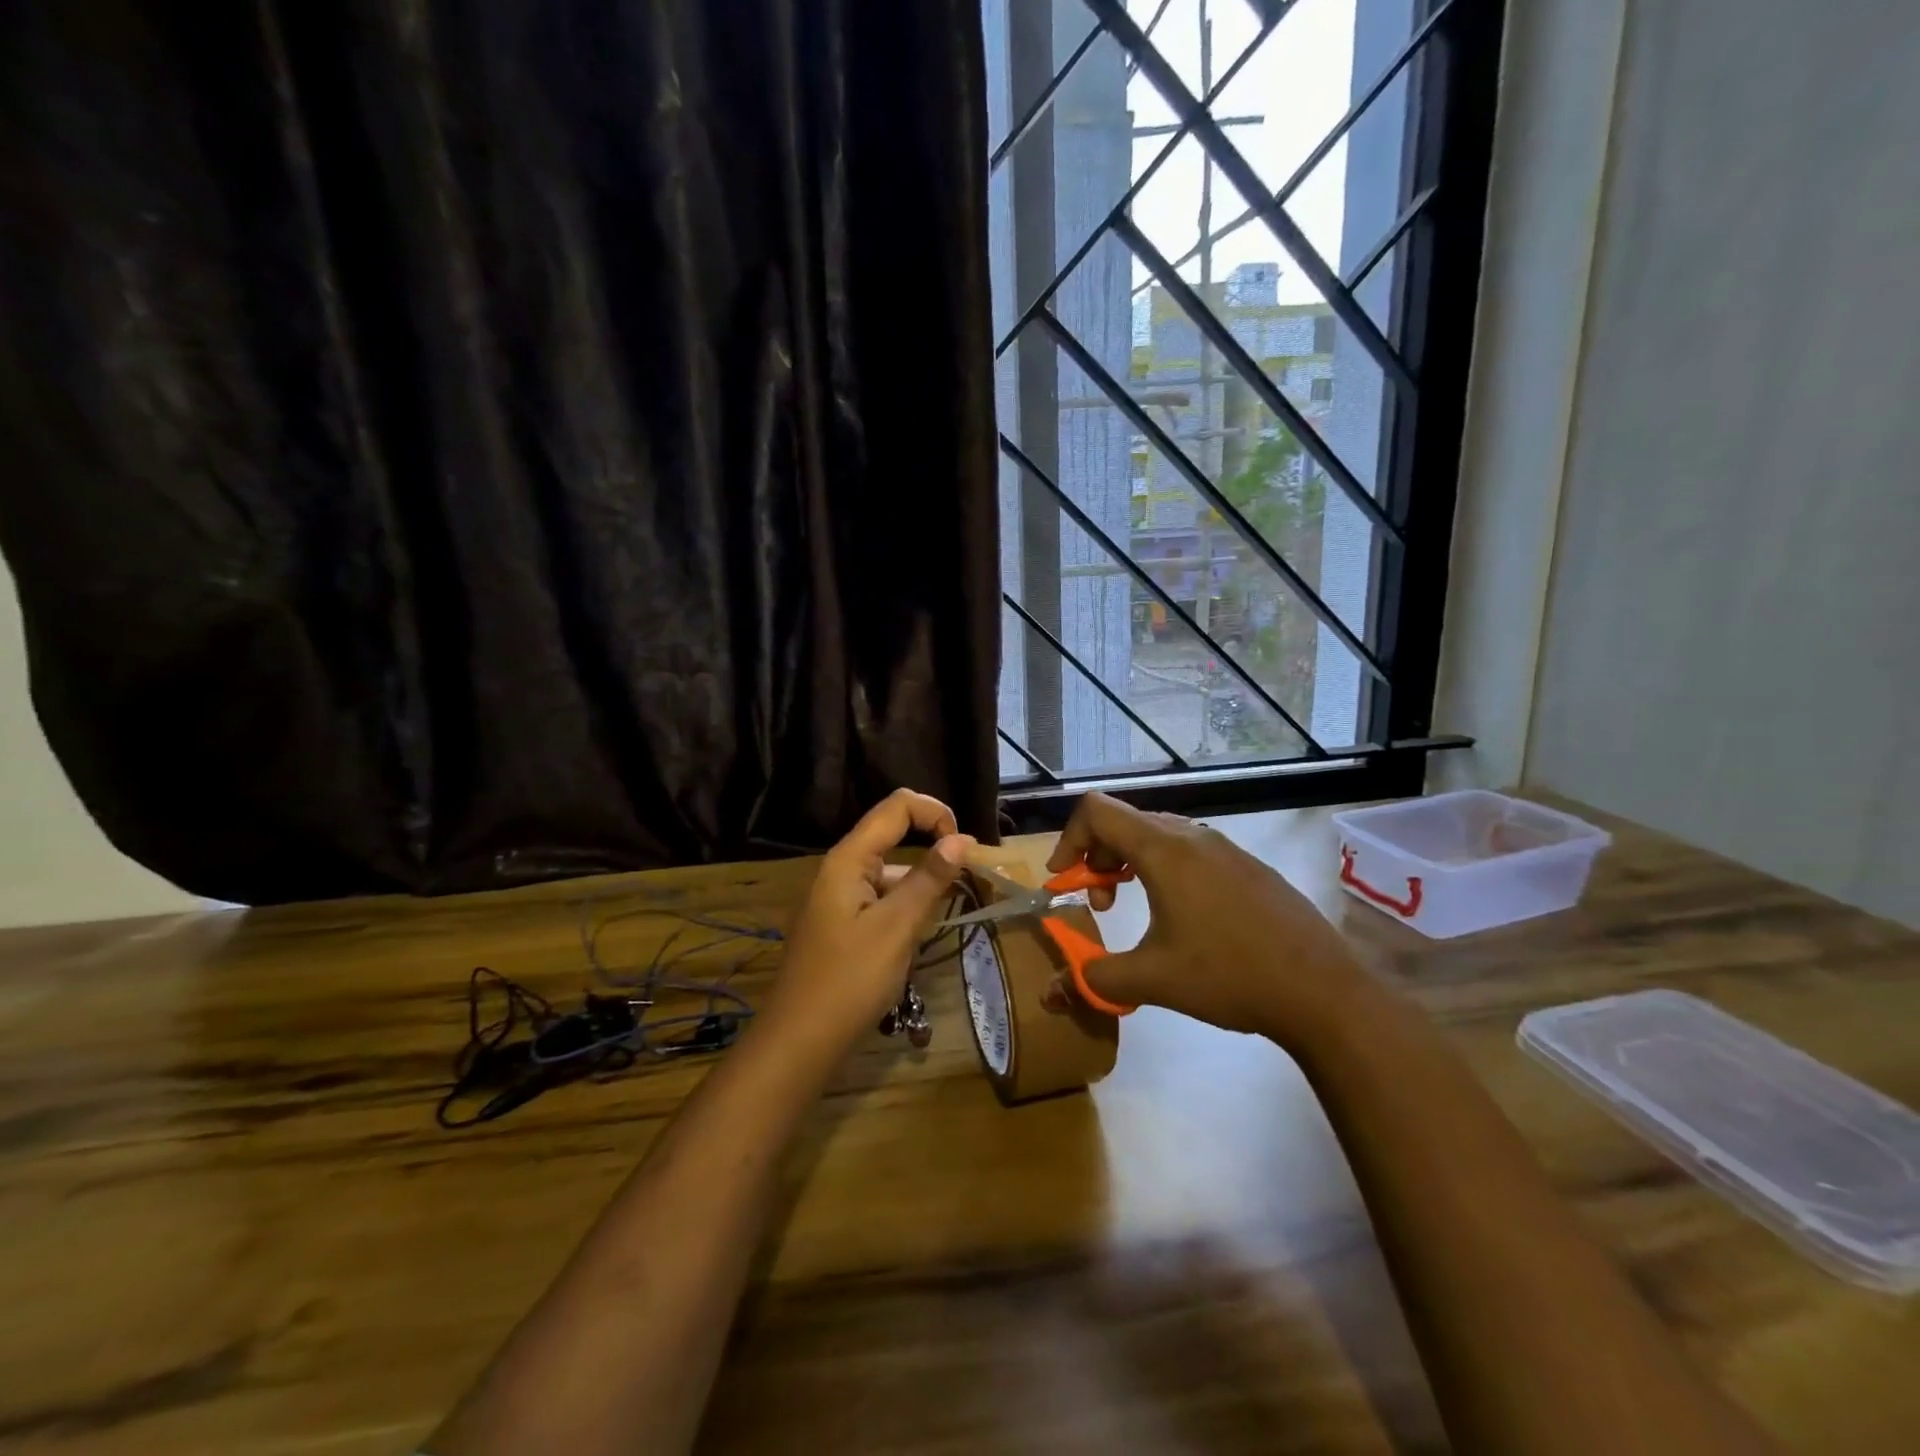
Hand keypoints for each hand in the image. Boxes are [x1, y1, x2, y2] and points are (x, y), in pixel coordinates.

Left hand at [762, 789, 974, 1057]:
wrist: (799, 1042)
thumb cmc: (850, 980)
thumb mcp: (897, 927)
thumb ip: (929, 879)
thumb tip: (961, 838)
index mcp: (848, 859)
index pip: (897, 806)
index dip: (935, 813)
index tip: (965, 848)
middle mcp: (840, 869)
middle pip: (892, 835)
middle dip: (933, 849)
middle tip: (966, 883)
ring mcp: (837, 898)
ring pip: (889, 872)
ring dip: (920, 884)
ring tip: (944, 918)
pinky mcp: (840, 924)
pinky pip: (879, 899)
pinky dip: (904, 907)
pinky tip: (916, 938)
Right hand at [1045, 793, 1368, 1044]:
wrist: (1323, 991)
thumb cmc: (1229, 975)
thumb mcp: (1152, 980)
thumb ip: (1094, 978)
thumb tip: (1051, 992)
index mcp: (1164, 850)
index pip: (1097, 811)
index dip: (1068, 839)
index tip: (1064, 881)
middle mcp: (1193, 836)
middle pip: (1125, 821)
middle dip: (1098, 857)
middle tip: (1099, 903)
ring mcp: (1226, 848)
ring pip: (1159, 835)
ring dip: (1131, 863)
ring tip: (1134, 907)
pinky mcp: (1249, 866)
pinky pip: (1190, 850)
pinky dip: (1164, 869)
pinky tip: (1182, 917)